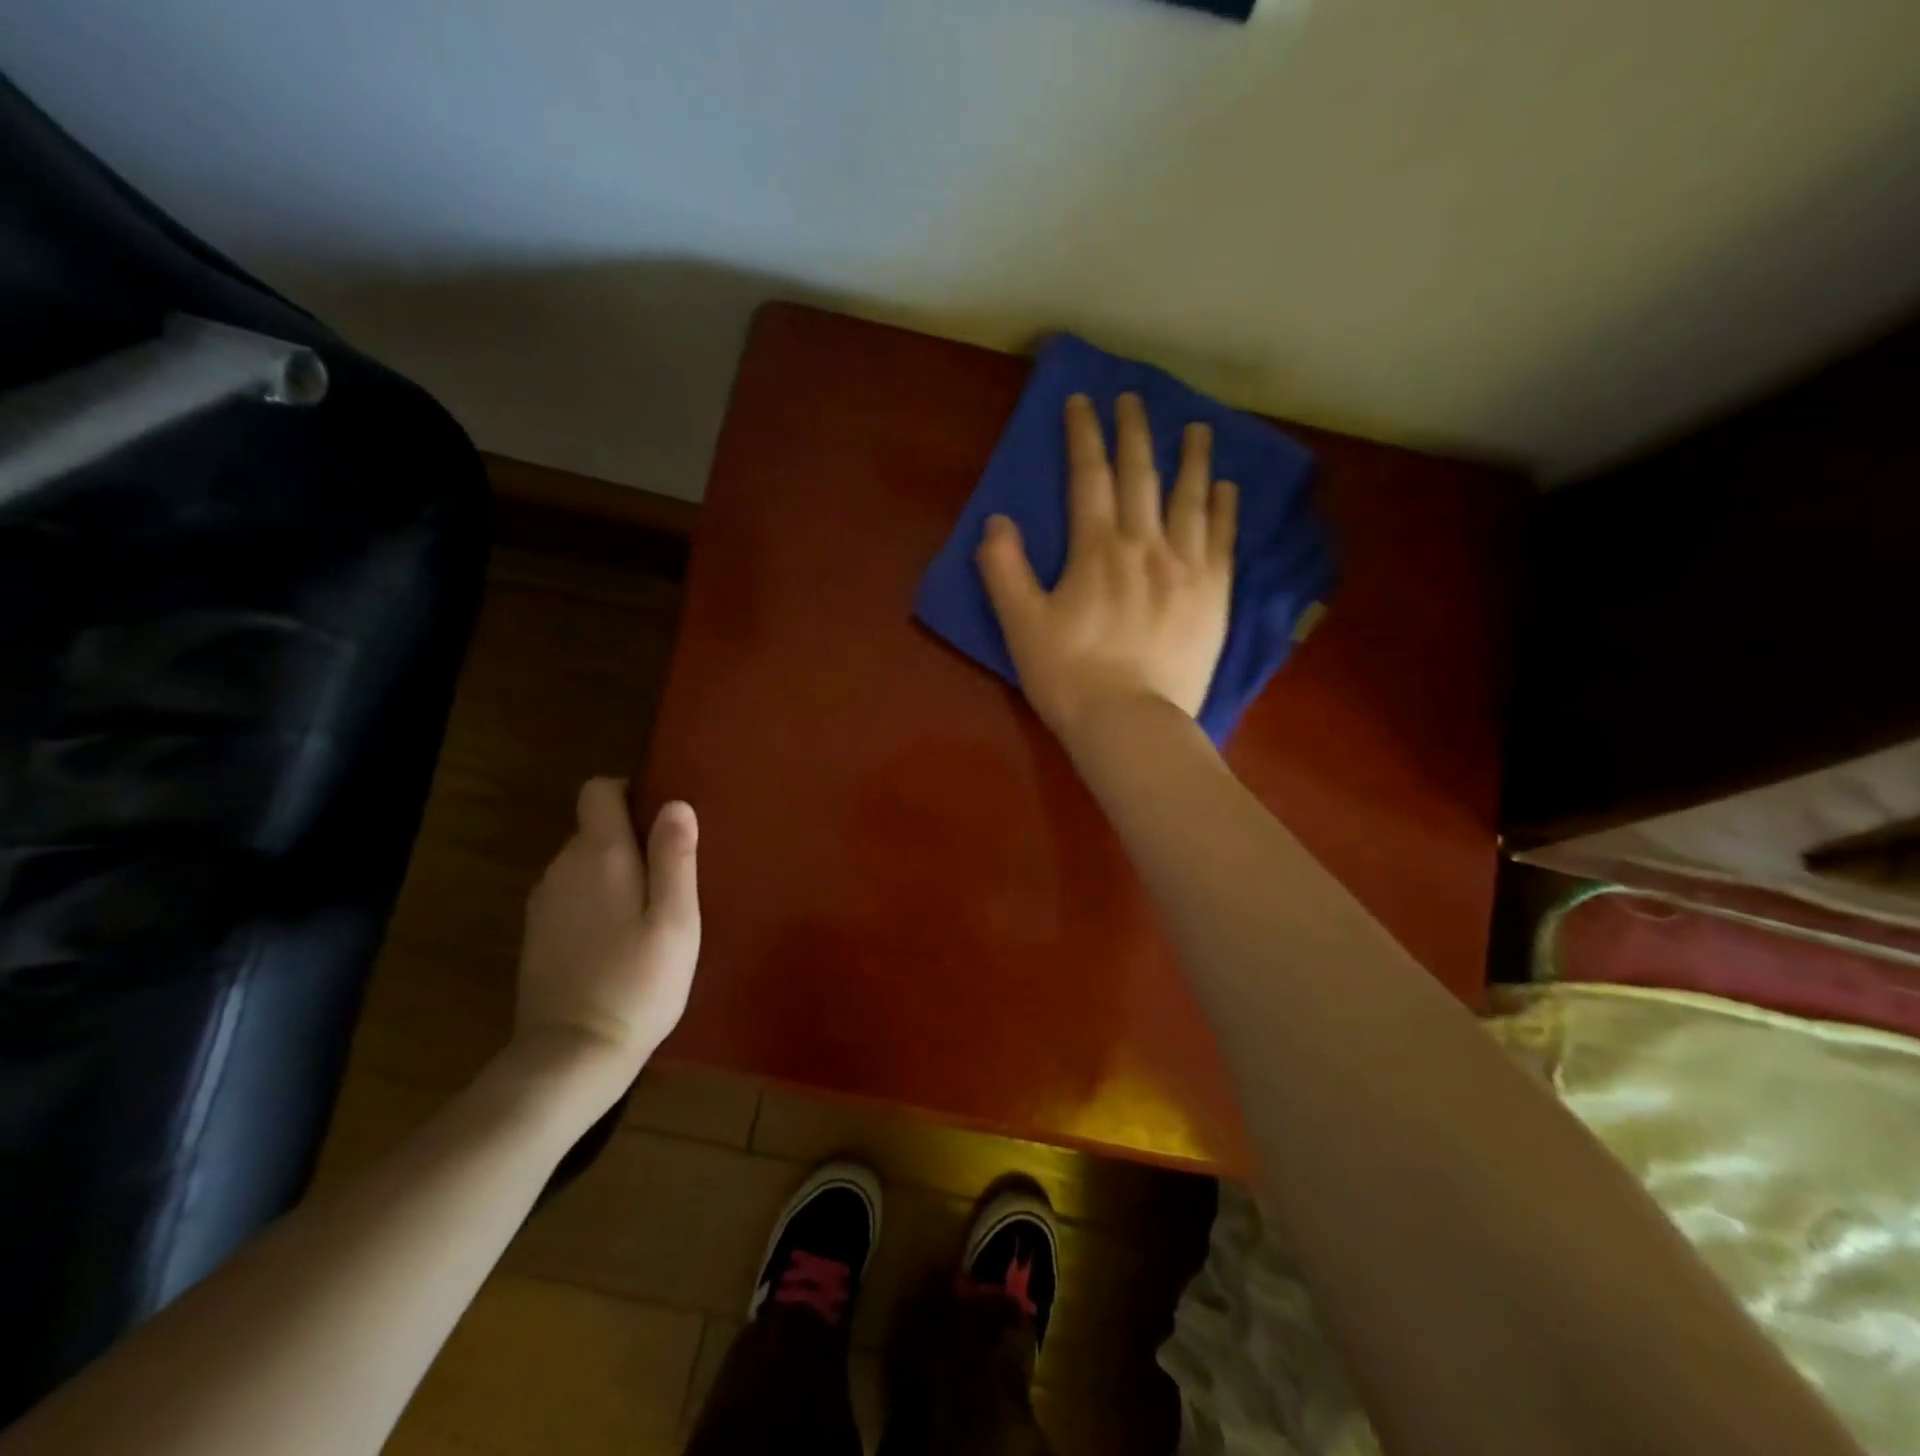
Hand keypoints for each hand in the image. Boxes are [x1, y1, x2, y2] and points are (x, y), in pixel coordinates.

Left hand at [514, 778, 700, 1086]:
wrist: (572, 1055)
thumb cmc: (639, 981)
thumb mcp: (676, 919)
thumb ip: (674, 856)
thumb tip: (675, 802)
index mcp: (599, 854)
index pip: (598, 791)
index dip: (629, 792)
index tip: (661, 823)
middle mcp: (562, 867)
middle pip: (594, 827)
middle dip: (630, 839)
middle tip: (670, 879)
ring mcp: (543, 902)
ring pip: (583, 863)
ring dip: (614, 873)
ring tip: (649, 913)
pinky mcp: (536, 935)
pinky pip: (571, 895)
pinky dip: (595, 902)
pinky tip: (617, 941)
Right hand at [976, 392, 1236, 743]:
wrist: (1131, 724)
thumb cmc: (1069, 677)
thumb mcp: (1021, 626)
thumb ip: (1005, 570)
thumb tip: (997, 521)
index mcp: (1097, 551)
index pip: (1088, 477)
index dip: (1084, 434)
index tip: (1083, 400)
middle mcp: (1146, 546)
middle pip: (1141, 476)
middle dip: (1135, 432)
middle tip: (1134, 398)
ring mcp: (1187, 569)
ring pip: (1192, 499)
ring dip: (1192, 459)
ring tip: (1197, 428)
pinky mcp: (1214, 596)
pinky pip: (1223, 540)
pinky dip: (1225, 509)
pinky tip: (1227, 488)